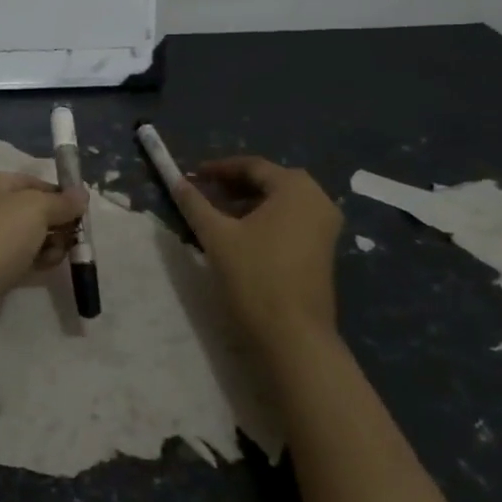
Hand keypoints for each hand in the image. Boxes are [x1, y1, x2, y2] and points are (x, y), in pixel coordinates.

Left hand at [0, 171, 87, 303]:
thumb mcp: (36, 210)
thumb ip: (62, 202)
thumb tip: (82, 194)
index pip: (32, 182)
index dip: (58, 195)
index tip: (80, 213)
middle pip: (29, 209)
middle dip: (54, 223)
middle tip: (72, 239)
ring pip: (23, 234)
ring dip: (46, 243)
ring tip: (57, 256)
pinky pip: (13, 255)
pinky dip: (31, 259)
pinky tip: (45, 268)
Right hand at [171, 156, 343, 342]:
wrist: (293, 336)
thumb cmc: (254, 276)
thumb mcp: (216, 235)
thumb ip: (194, 203)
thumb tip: (176, 181)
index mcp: (295, 188)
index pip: (252, 166)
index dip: (219, 169)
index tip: (192, 176)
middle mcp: (318, 200)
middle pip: (269, 181)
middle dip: (233, 185)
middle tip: (203, 194)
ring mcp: (325, 226)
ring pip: (280, 202)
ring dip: (247, 203)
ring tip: (216, 215)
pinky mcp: (323, 250)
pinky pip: (290, 221)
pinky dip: (264, 220)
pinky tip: (240, 235)